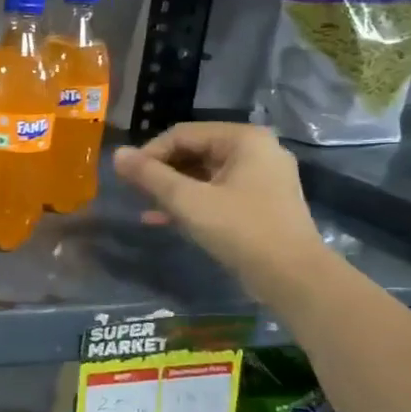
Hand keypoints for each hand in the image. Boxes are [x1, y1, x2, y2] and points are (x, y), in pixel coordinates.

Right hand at [112, 123, 329, 302]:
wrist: (293, 277)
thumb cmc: (240, 229)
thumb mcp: (187, 200)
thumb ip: (150, 175)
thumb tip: (117, 154)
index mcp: (244, 139)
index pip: (182, 134)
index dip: (149, 153)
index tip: (126, 177)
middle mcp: (257, 150)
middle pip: (194, 151)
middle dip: (161, 172)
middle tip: (134, 192)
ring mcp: (262, 177)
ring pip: (204, 173)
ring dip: (173, 189)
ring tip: (146, 207)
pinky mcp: (261, 202)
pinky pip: (217, 191)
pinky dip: (192, 202)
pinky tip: (165, 219)